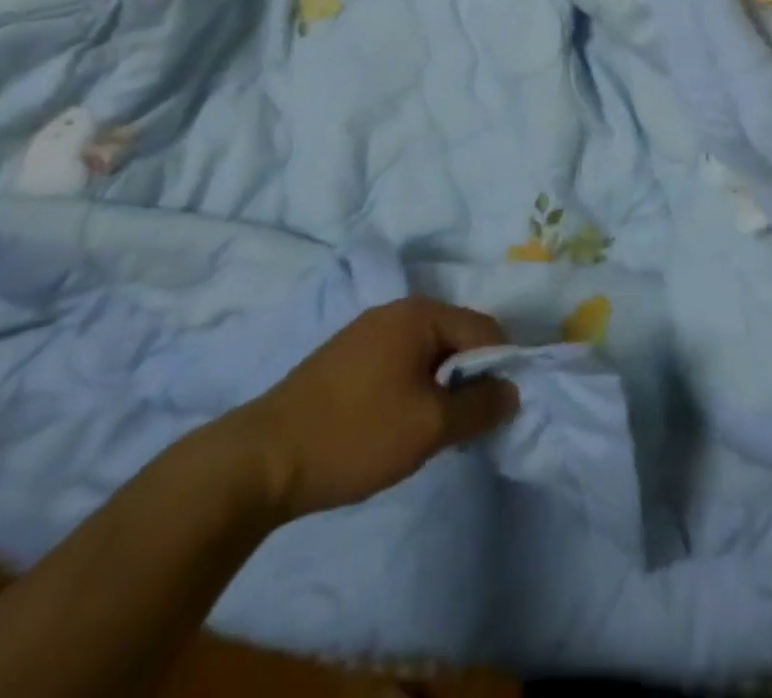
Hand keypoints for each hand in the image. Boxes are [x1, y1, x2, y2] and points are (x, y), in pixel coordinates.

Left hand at [228, 298, 519, 520]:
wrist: (259, 461)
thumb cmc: (354, 434)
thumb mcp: (429, 426)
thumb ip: (480, 407)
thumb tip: (512, 391)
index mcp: (420, 313)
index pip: (484, 331)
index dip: (501, 369)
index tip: (498, 413)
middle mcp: (396, 311)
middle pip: (456, 338)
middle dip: (469, 380)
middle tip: (464, 428)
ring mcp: (367, 332)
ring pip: (427, 354)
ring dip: (440, 388)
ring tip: (432, 432)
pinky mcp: (346, 358)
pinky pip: (400, 364)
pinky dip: (413, 389)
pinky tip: (398, 426)